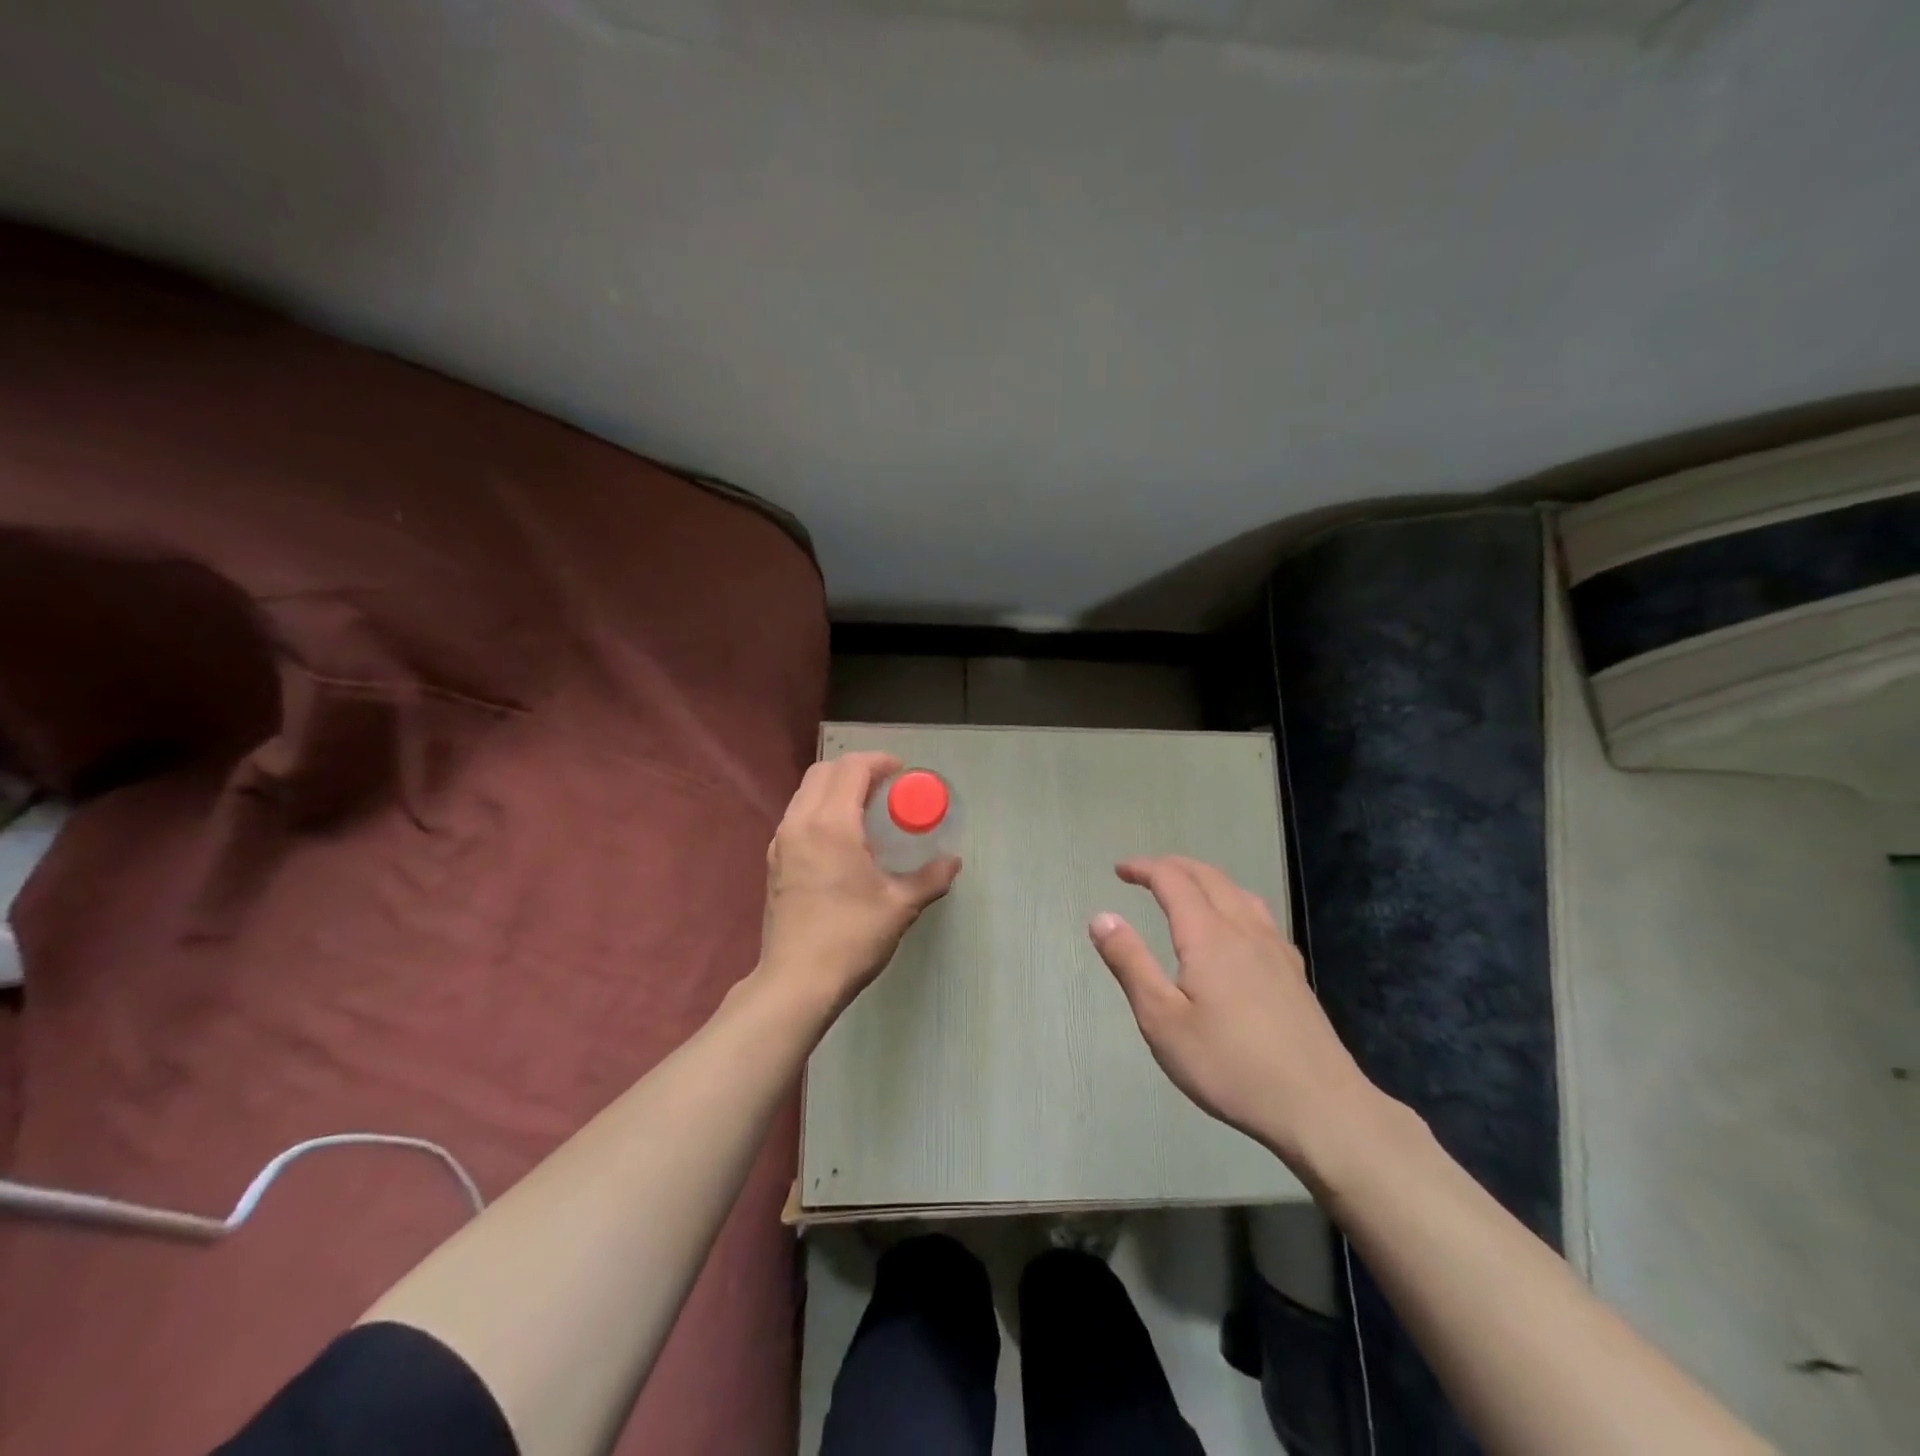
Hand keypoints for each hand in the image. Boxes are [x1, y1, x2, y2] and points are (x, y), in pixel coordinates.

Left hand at [758, 752, 960, 1013]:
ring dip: (835, 788)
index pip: (851, 769)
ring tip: (865, 810)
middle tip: (885, 787)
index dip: (878, 762)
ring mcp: (781, 842)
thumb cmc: (851, 938)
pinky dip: (819, 810)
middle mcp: (800, 823)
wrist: (796, 982)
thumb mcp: (899, 906)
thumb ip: (929, 878)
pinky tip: (842, 839)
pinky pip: (797, 817)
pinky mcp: (774, 862)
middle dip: (855, 769)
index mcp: (831, 825)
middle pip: (823, 772)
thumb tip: (952, 862)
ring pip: (805, 793)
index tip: (901, 772)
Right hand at [1089, 855, 1377, 1169]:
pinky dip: (1233, 901)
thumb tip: (1101, 916)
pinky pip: (1259, 916)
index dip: (1144, 868)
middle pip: (1208, 877)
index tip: (1119, 870)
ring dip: (1205, 879)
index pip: (1172, 880)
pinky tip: (1235, 928)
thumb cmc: (1229, 1065)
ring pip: (1238, 892)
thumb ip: (1130, 963)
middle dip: (1173, 867)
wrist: (1319, 1106)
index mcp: (1208, 936)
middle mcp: (1244, 930)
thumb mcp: (1162, 1020)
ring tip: (1185, 889)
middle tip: (1144, 873)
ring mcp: (1275, 949)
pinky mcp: (1293, 972)